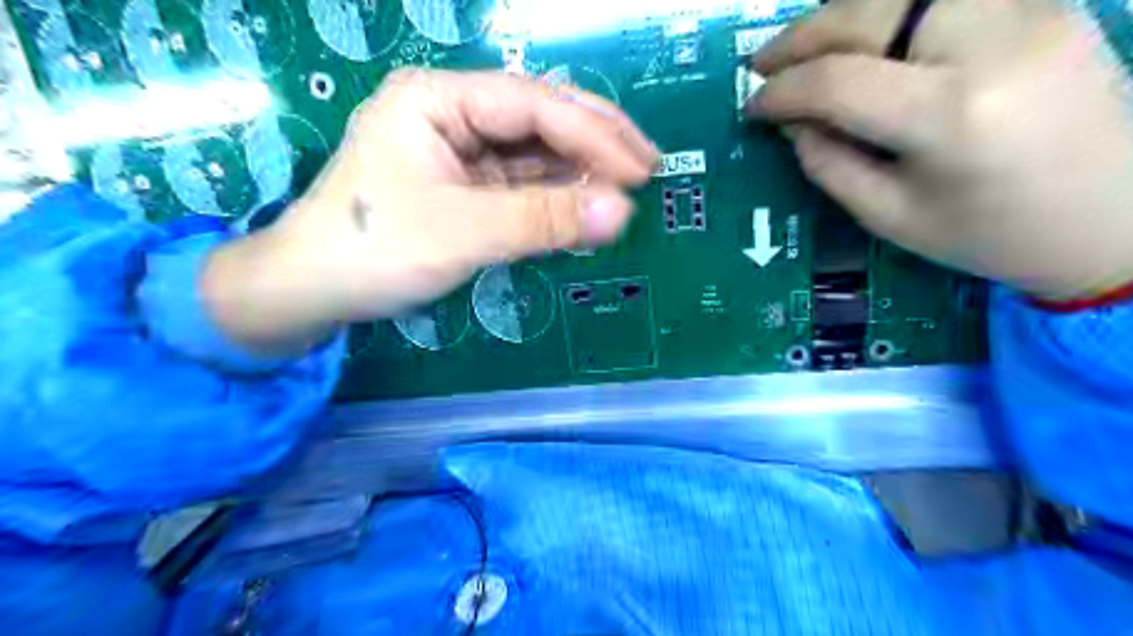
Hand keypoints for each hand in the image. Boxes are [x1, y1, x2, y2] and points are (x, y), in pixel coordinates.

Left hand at [199, 72, 650, 355]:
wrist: (312, 290)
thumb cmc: (374, 249)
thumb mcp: (463, 232)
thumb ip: (544, 220)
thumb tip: (622, 214)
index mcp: (439, 99)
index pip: (535, 105)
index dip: (594, 136)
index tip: (641, 171)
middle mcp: (452, 113)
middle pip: (539, 119)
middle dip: (595, 144)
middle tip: (648, 169)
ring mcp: (459, 150)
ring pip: (534, 153)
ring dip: (579, 174)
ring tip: (625, 193)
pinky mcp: (463, 185)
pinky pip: (521, 183)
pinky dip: (554, 197)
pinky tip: (584, 207)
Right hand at [749, 0, 1131, 299]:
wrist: (1112, 218)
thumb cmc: (988, 235)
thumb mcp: (888, 216)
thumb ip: (827, 163)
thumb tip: (789, 120)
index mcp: (951, 116)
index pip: (838, 81)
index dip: (782, 92)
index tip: (751, 108)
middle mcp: (991, 42)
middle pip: (867, 13)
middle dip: (799, 38)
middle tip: (760, 65)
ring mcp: (1027, 9)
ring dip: (839, 16)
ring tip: (803, 50)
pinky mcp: (1042, 1)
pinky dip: (886, 12)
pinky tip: (861, 39)